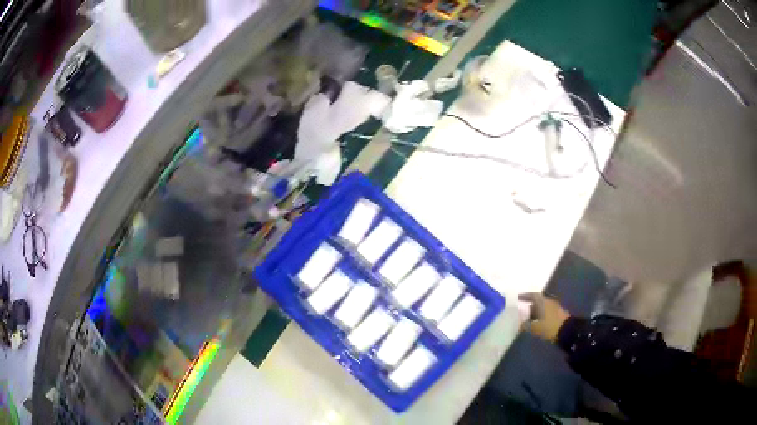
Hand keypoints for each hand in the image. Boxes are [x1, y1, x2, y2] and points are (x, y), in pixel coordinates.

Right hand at [518, 293, 569, 341]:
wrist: (567, 331)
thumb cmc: (549, 326)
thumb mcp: (535, 327)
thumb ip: (526, 325)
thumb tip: (520, 325)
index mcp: (543, 301)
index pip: (532, 295)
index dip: (525, 296)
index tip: (518, 298)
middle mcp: (548, 301)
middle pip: (537, 301)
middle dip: (529, 307)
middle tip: (522, 313)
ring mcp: (554, 307)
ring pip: (542, 307)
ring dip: (535, 313)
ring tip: (528, 320)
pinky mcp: (558, 314)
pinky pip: (546, 312)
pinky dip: (540, 316)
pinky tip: (537, 323)